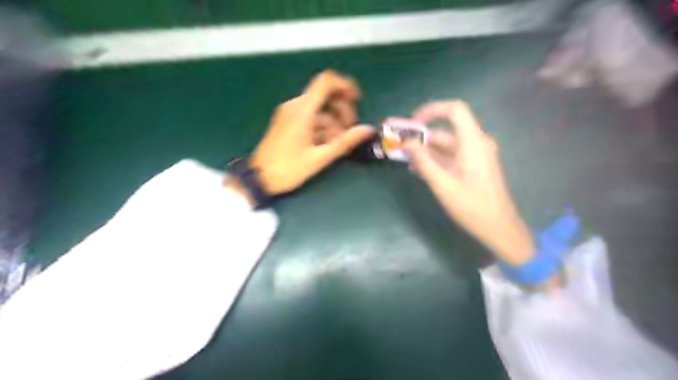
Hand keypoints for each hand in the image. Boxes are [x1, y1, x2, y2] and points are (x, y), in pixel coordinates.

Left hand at [248, 69, 375, 195]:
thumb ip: (345, 142)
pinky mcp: (287, 122)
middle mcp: (295, 106)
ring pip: (319, 109)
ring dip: (333, 122)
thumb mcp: (319, 157)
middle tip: (350, 131)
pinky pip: (310, 117)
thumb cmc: (288, 168)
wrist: (258, 178)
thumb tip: (368, 130)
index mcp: (302, 111)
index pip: (325, 82)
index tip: (357, 100)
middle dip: (342, 110)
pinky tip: (326, 144)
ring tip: (338, 143)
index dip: (344, 85)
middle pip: (325, 96)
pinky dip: (322, 126)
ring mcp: (290, 114)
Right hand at [401, 102, 534, 265]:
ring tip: (404, 158)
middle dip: (420, 135)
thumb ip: (423, 160)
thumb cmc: (471, 206)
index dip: (431, 110)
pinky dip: (434, 159)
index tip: (411, 124)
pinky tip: (418, 168)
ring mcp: (475, 154)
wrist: (498, 228)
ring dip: (425, 149)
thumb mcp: (442, 183)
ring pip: (446, 144)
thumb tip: (406, 142)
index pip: (454, 110)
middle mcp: (476, 142)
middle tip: (398, 142)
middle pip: (445, 130)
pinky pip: (450, 155)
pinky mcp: (473, 165)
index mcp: (473, 142)